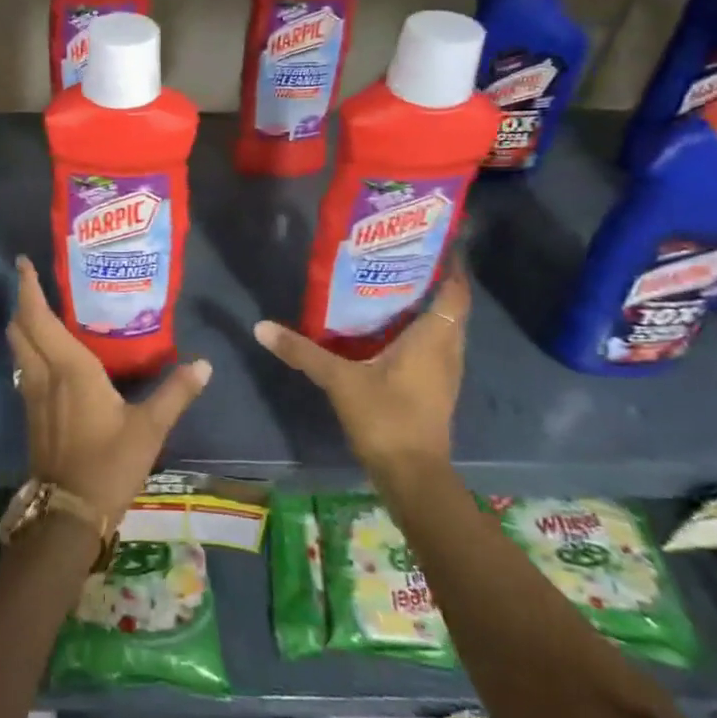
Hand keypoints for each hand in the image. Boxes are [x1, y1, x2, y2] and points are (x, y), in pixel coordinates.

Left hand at [6, 255, 210, 522]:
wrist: (68, 513)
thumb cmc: (109, 464)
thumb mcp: (149, 428)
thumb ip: (175, 393)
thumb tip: (205, 364)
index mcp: (69, 368)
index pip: (39, 317)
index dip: (28, 288)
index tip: (23, 263)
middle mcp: (44, 374)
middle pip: (21, 328)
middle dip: (22, 300)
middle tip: (33, 280)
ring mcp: (32, 394)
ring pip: (19, 347)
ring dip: (23, 324)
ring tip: (39, 308)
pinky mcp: (31, 412)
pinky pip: (23, 366)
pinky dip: (29, 347)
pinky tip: (47, 352)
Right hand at [252, 257, 470, 469]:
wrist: (412, 477)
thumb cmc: (386, 418)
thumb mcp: (339, 380)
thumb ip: (302, 351)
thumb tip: (261, 326)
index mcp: (434, 338)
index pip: (455, 290)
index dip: (449, 264)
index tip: (428, 240)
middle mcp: (447, 350)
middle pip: (448, 305)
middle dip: (429, 280)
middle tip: (396, 256)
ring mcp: (444, 372)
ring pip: (441, 327)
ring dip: (423, 306)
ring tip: (387, 284)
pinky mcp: (435, 389)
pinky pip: (431, 346)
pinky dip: (415, 331)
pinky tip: (384, 328)